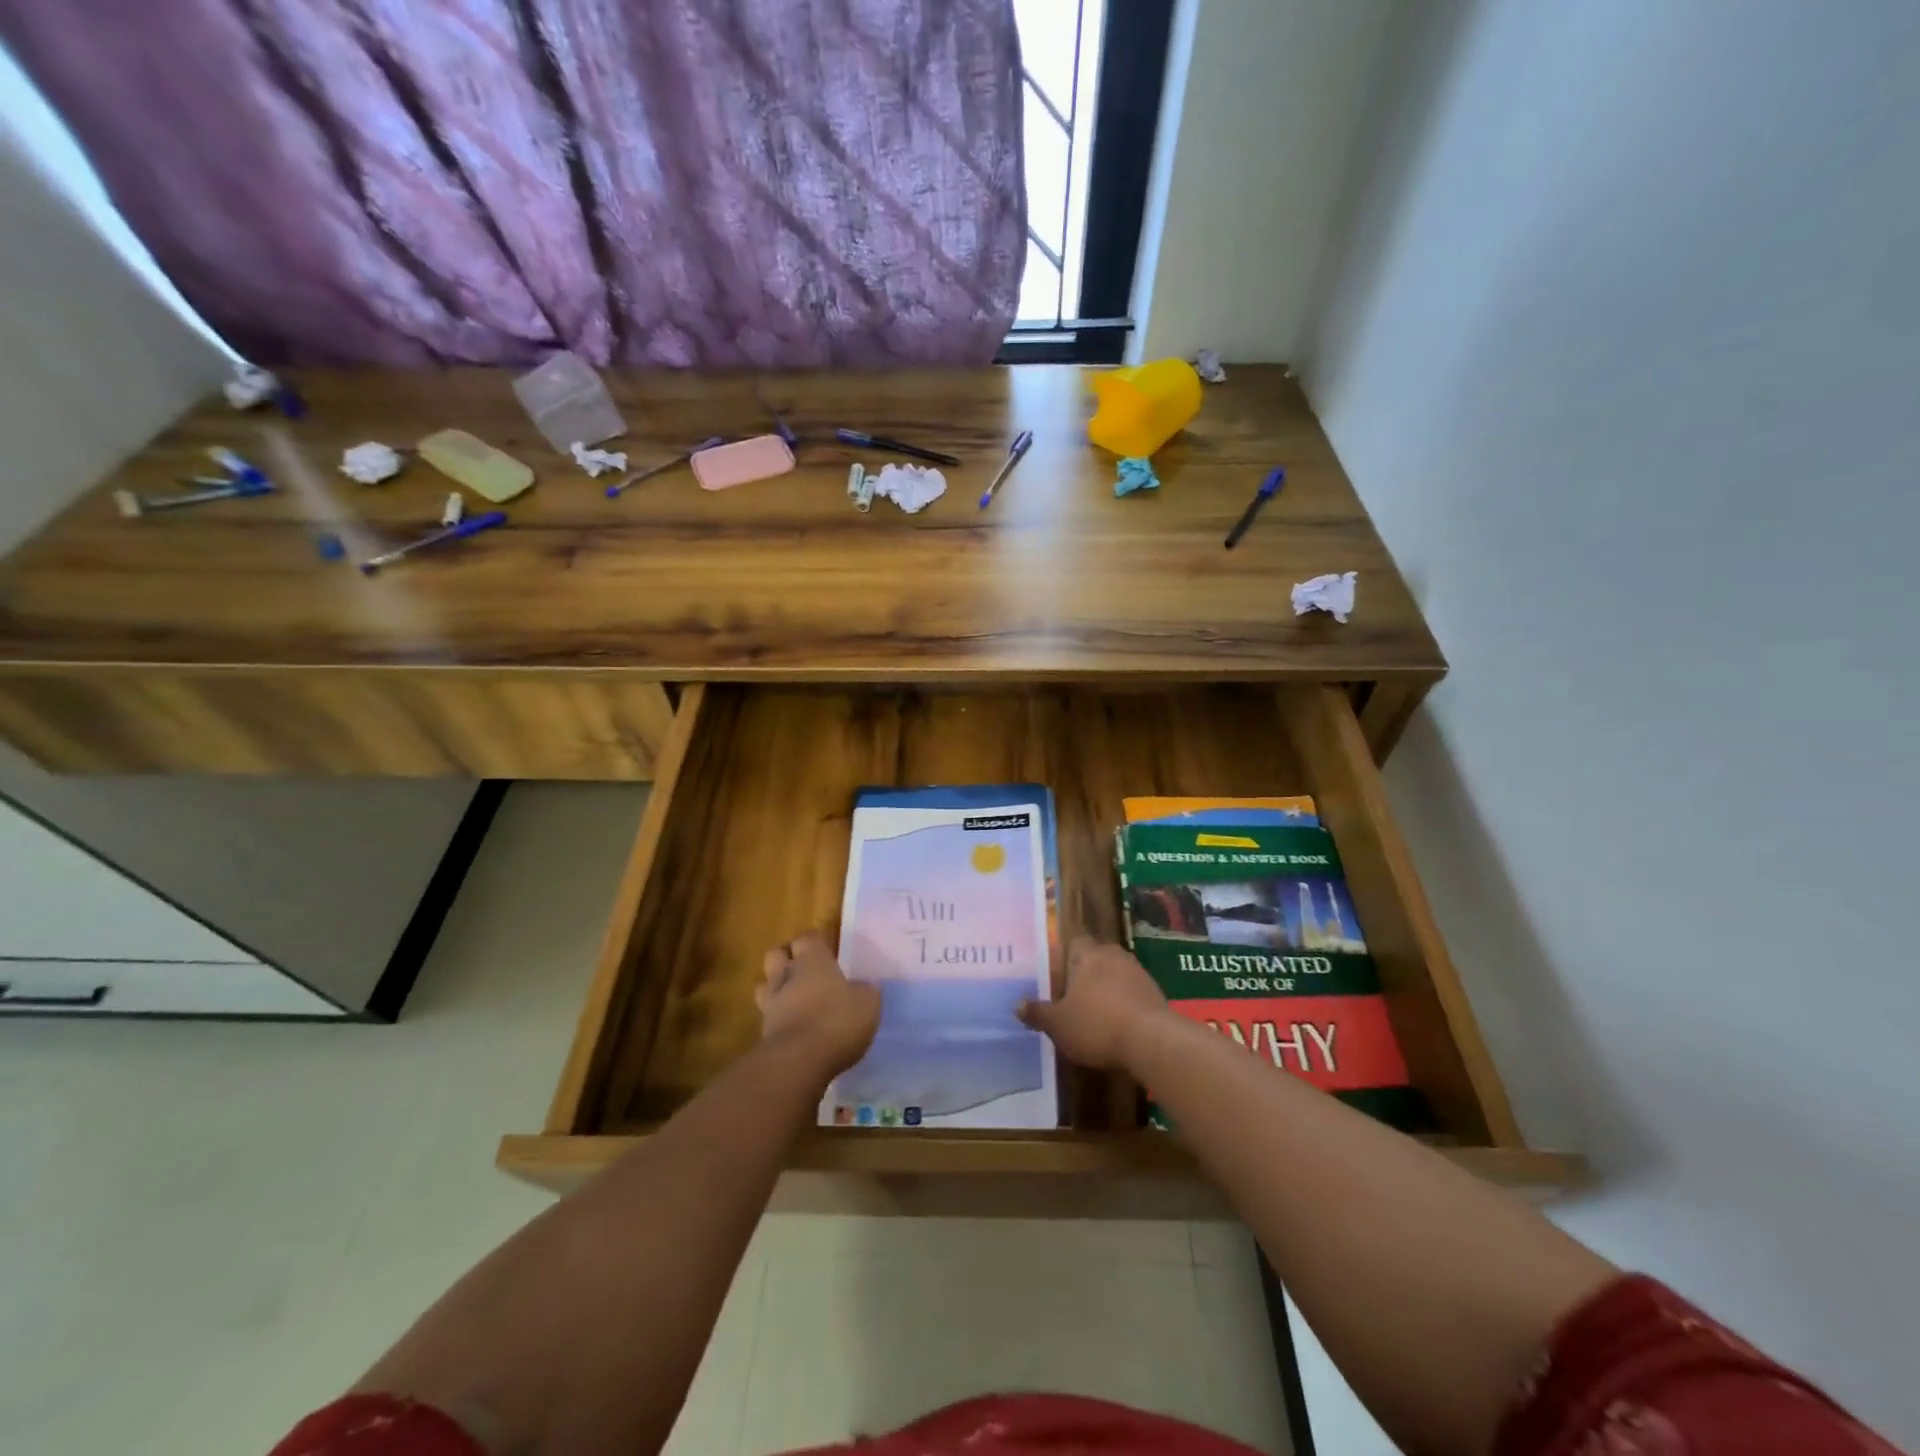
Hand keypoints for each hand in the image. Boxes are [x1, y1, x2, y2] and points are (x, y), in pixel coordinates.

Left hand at [757, 933, 880, 1077]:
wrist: (798, 1062)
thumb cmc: (837, 1020)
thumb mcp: (868, 1003)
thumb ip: (864, 991)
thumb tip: (864, 987)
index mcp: (813, 960)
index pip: (806, 938)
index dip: (813, 941)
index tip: (824, 949)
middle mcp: (787, 976)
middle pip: (776, 955)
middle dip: (786, 959)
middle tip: (803, 970)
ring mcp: (771, 1005)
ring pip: (765, 986)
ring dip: (776, 990)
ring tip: (794, 1001)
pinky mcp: (763, 1033)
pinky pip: (768, 1018)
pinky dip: (779, 1021)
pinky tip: (796, 1030)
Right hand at [1017, 937, 1169, 1070]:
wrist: (1151, 1040)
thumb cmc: (1096, 1024)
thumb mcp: (1058, 1024)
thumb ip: (1037, 1012)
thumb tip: (1017, 1004)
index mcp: (1087, 955)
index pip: (1074, 942)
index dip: (1065, 957)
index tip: (1057, 975)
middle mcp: (1113, 955)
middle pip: (1096, 957)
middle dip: (1086, 973)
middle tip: (1072, 995)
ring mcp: (1138, 971)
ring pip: (1116, 974)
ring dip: (1107, 988)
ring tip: (1095, 1011)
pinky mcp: (1155, 991)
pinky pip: (1132, 991)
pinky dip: (1125, 1002)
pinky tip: (1119, 1023)